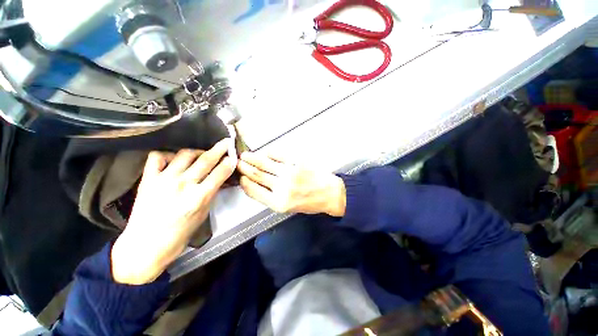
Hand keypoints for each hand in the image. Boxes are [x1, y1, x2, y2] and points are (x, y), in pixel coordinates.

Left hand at [111, 140, 234, 284]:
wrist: (146, 246)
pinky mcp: (148, 179)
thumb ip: (211, 194)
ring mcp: (163, 180)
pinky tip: (174, 159)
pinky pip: (157, 157)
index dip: (229, 162)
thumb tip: (219, 180)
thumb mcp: (203, 215)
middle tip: (226, 142)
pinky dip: (168, 154)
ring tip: (202, 153)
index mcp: (199, 197)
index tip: (234, 156)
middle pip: (205, 160)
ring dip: (198, 151)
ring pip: (184, 154)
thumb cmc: (179, 234)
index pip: (220, 173)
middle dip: (220, 149)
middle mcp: (183, 185)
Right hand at [237, 152, 345, 216]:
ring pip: (265, 164)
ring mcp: (289, 173)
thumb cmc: (309, 202)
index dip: (245, 183)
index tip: (241, 177)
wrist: (329, 193)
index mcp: (279, 203)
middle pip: (257, 175)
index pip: (254, 191)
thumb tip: (255, 184)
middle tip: (237, 162)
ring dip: (252, 159)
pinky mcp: (297, 162)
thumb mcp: (288, 207)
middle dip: (244, 168)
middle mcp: (282, 188)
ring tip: (245, 156)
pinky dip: (269, 153)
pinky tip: (265, 153)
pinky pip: (278, 155)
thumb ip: (270, 197)